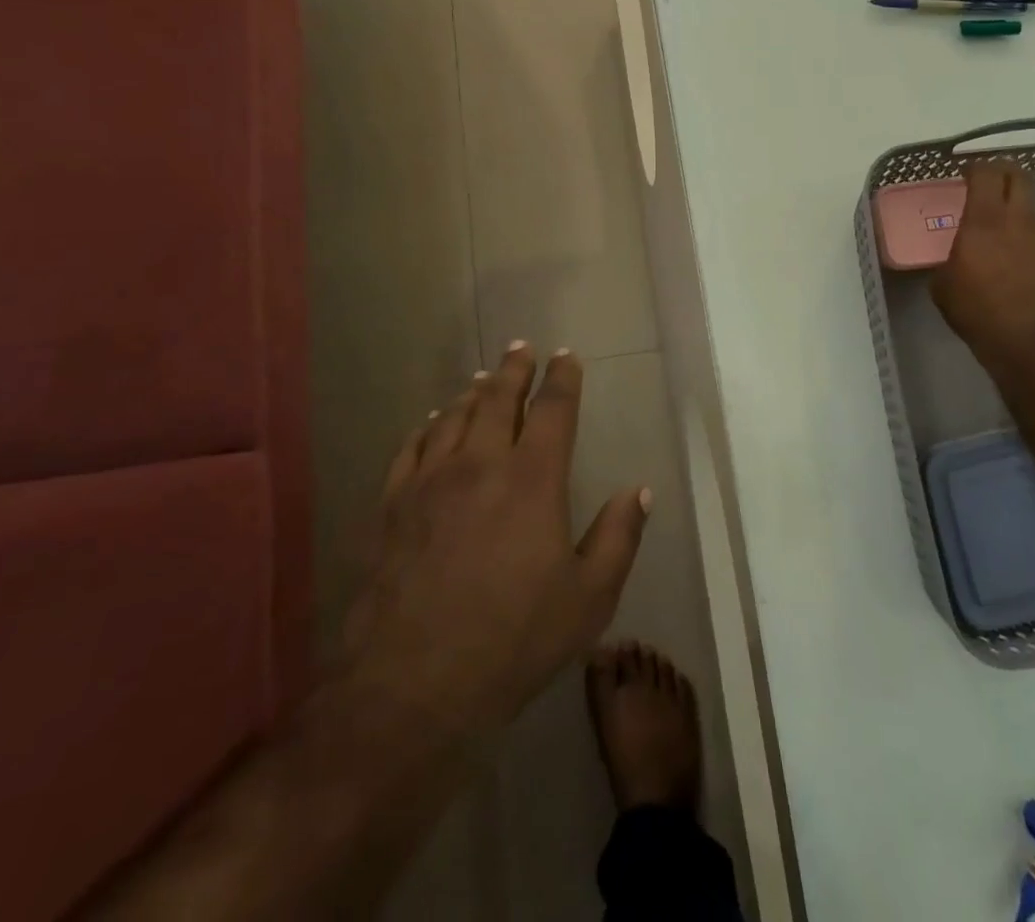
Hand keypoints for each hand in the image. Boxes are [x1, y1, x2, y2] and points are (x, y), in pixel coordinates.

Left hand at [343, 343, 649, 739]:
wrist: (411, 687)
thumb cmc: (513, 641)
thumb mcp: (589, 599)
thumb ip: (619, 537)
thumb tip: (641, 491)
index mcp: (533, 479)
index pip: (553, 409)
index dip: (563, 378)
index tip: (566, 356)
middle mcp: (481, 464)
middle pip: (498, 399)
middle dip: (514, 369)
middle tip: (521, 347)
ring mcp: (430, 483)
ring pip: (454, 417)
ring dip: (473, 392)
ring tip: (483, 378)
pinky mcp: (394, 507)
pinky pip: (411, 449)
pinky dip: (426, 427)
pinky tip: (430, 422)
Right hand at [931, 161, 1034, 369]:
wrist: (1034, 342)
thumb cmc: (979, 312)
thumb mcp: (944, 288)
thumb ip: (948, 262)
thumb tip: (952, 261)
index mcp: (984, 221)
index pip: (985, 173)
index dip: (974, 168)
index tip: (964, 174)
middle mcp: (1019, 220)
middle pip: (1017, 177)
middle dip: (1002, 174)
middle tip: (987, 186)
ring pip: (1030, 209)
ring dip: (1015, 211)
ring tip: (1000, 233)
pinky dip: (1027, 241)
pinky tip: (1017, 264)